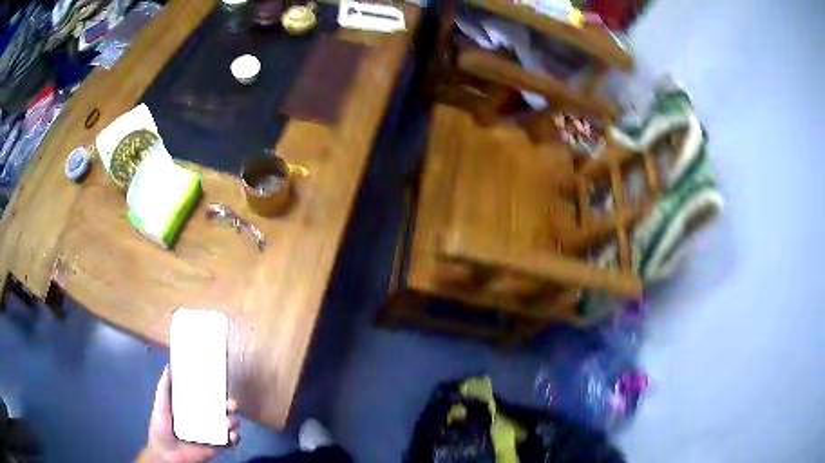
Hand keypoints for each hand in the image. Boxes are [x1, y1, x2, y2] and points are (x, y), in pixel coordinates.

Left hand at [140, 365, 239, 462]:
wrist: (166, 453)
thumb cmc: (161, 428)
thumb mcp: (161, 406)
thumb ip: (164, 388)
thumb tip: (168, 367)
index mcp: (192, 408)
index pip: (207, 398)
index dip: (216, 392)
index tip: (221, 385)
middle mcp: (204, 419)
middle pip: (221, 410)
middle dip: (230, 407)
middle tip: (231, 405)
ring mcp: (211, 434)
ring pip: (228, 425)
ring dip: (233, 422)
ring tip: (229, 423)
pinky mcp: (217, 447)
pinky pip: (230, 442)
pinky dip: (235, 438)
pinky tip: (231, 436)